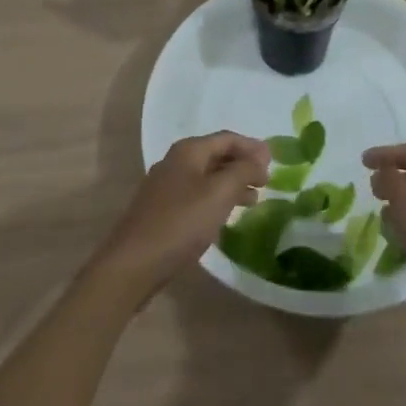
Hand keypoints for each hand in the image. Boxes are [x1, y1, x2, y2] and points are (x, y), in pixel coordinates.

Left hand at [91, 132, 268, 300]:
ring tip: (253, 201)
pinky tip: (224, 218)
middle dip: (242, 165)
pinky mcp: (160, 212)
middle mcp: (175, 162)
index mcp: (188, 151)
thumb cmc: (179, 224)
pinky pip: (196, 196)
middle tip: (266, 181)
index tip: (274, 161)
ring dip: (230, 184)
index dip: (251, 147)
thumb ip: (242, 172)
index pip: (227, 139)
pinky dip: (215, 200)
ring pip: (206, 178)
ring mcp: (165, 188)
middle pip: (216, 156)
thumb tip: (260, 157)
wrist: (131, 266)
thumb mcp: (218, 194)